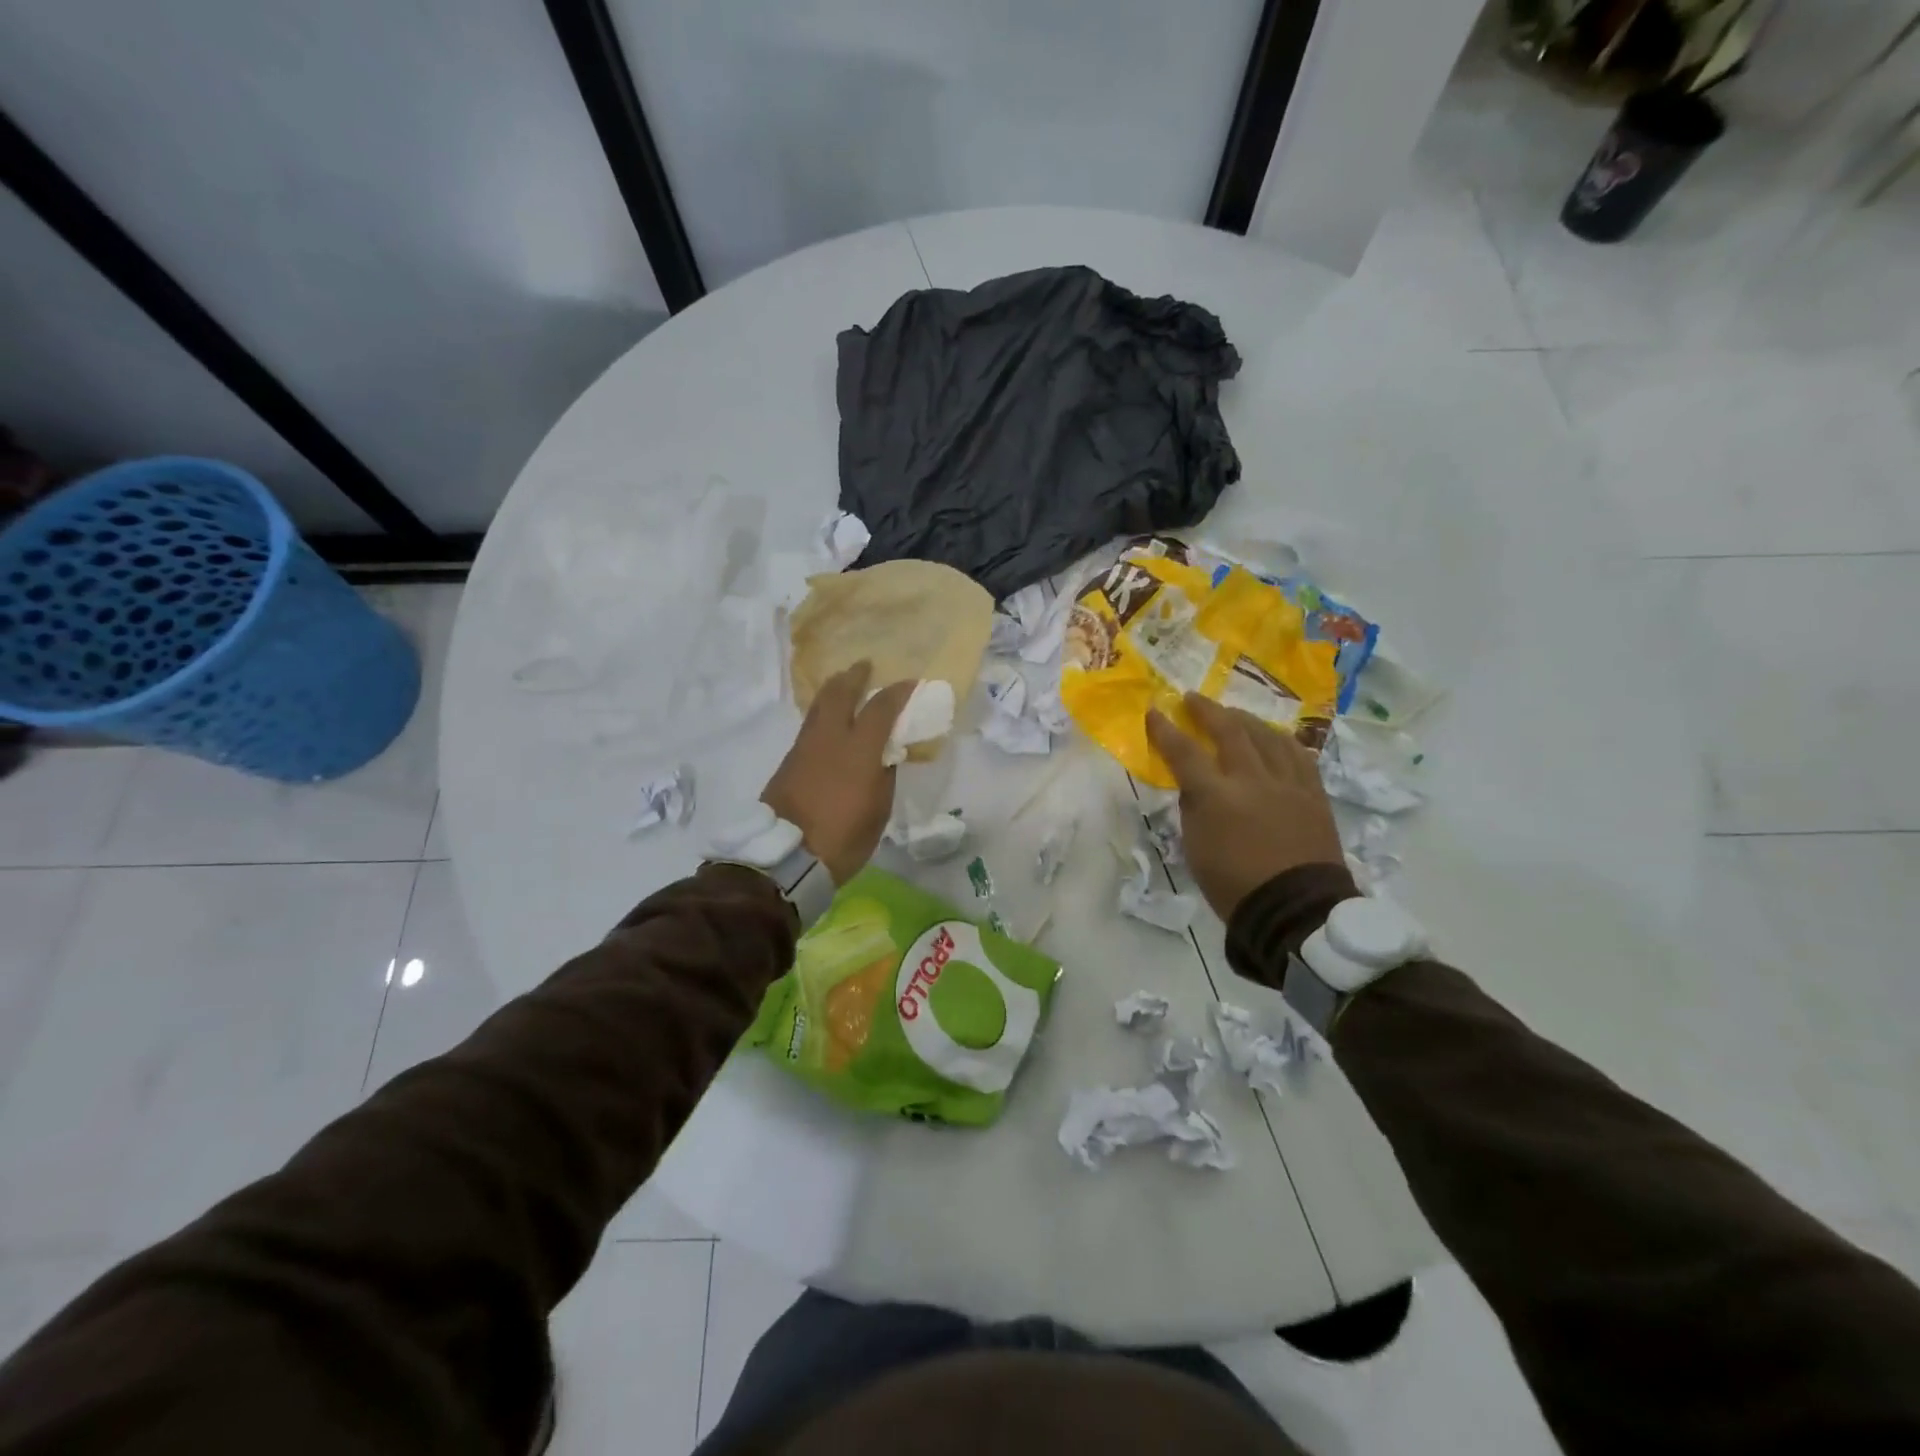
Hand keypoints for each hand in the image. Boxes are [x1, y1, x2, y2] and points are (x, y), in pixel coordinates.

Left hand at [761, 661, 914, 885]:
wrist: (786, 856)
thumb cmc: (843, 838)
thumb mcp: (878, 810)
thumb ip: (883, 775)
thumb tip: (884, 755)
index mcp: (859, 750)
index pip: (881, 707)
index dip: (898, 692)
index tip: (910, 683)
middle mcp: (830, 738)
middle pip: (840, 693)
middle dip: (854, 676)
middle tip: (865, 667)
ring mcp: (805, 747)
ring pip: (819, 706)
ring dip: (834, 691)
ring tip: (844, 686)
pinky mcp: (789, 761)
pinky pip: (810, 726)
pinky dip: (823, 714)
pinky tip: (829, 722)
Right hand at [1146, 693, 1344, 919]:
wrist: (1295, 910)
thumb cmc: (1235, 886)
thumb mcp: (1196, 849)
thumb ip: (1194, 809)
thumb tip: (1196, 785)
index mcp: (1217, 797)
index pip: (1184, 752)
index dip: (1166, 730)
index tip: (1155, 712)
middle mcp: (1252, 780)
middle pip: (1229, 731)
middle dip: (1207, 711)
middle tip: (1193, 699)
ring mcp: (1288, 783)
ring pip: (1267, 736)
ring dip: (1245, 720)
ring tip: (1233, 714)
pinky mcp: (1313, 793)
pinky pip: (1298, 754)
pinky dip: (1280, 740)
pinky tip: (1273, 737)